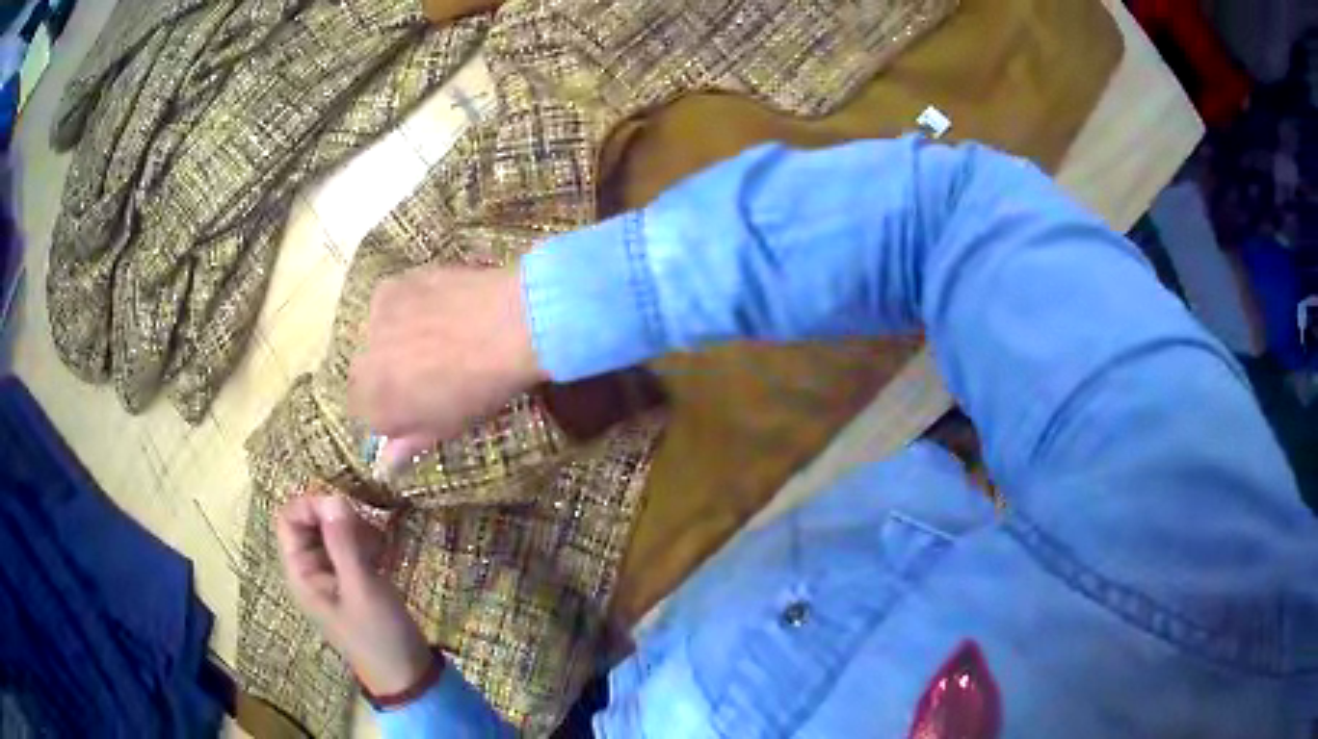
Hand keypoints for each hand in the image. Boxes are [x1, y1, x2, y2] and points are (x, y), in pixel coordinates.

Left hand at [276, 494, 432, 695]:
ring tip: (380, 546)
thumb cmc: (379, 635)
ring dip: (355, 529)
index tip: (345, 506)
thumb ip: (344, 542)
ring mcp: (332, 575)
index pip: (288, 519)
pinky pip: (350, 546)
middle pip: (310, 522)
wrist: (407, 675)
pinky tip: (385, 555)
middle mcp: (310, 570)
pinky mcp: (352, 580)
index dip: (311, 504)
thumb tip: (333, 496)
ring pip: (332, 531)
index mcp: (301, 573)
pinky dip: (366, 542)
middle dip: (337, 517)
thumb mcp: (362, 588)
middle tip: (369, 529)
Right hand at [348, 266, 545, 469]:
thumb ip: (409, 444)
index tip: (416, 406)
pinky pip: (386, 306)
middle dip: (387, 376)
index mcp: (376, 406)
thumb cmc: (481, 388)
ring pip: (373, 339)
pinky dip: (403, 311)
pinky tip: (435, 310)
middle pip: (364, 375)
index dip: (391, 412)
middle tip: (426, 371)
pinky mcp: (388, 288)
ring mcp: (372, 322)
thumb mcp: (447, 425)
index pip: (365, 416)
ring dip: (391, 342)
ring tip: (434, 338)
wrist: (509, 324)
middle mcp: (362, 364)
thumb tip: (385, 464)